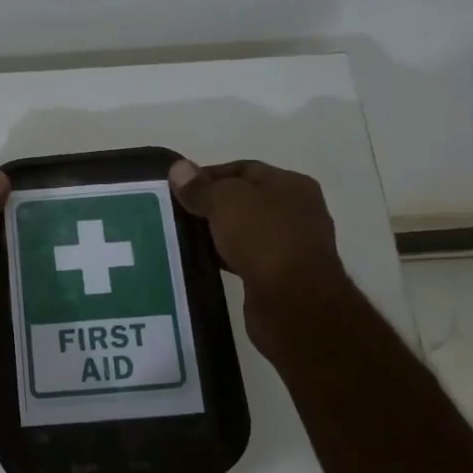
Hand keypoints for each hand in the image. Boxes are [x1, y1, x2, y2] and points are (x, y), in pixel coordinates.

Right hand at [169, 158, 355, 357]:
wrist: (294, 303)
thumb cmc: (264, 239)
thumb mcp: (226, 202)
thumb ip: (201, 187)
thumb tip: (178, 168)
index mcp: (291, 185)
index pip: (244, 169)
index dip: (209, 175)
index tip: (178, 188)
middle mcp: (296, 212)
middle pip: (244, 200)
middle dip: (211, 205)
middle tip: (177, 213)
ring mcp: (291, 246)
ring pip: (244, 232)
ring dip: (217, 234)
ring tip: (183, 238)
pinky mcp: (280, 278)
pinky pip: (245, 259)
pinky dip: (225, 258)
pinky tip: (202, 263)